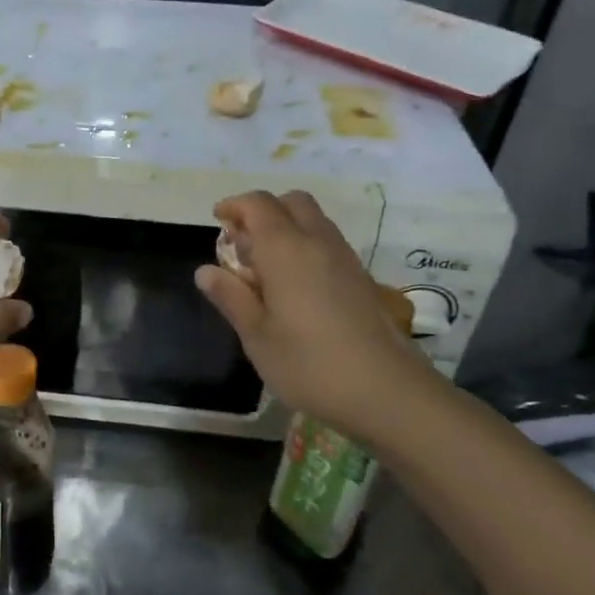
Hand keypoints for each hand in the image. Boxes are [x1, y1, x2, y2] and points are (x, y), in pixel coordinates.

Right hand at [195, 190, 435, 443]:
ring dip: (286, 228)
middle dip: (263, 211)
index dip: (234, 205)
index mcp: (286, 249)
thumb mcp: (257, 336)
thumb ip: (231, 297)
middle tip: (242, 243)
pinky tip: (295, 287)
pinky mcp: (361, 278)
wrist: (389, 392)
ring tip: (265, 267)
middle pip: (291, 202)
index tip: (218, 221)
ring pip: (313, 220)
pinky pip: (327, 243)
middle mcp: (317, 242)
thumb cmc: (310, 364)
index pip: (258, 204)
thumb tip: (205, 271)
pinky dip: (305, 246)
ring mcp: (345, 258)